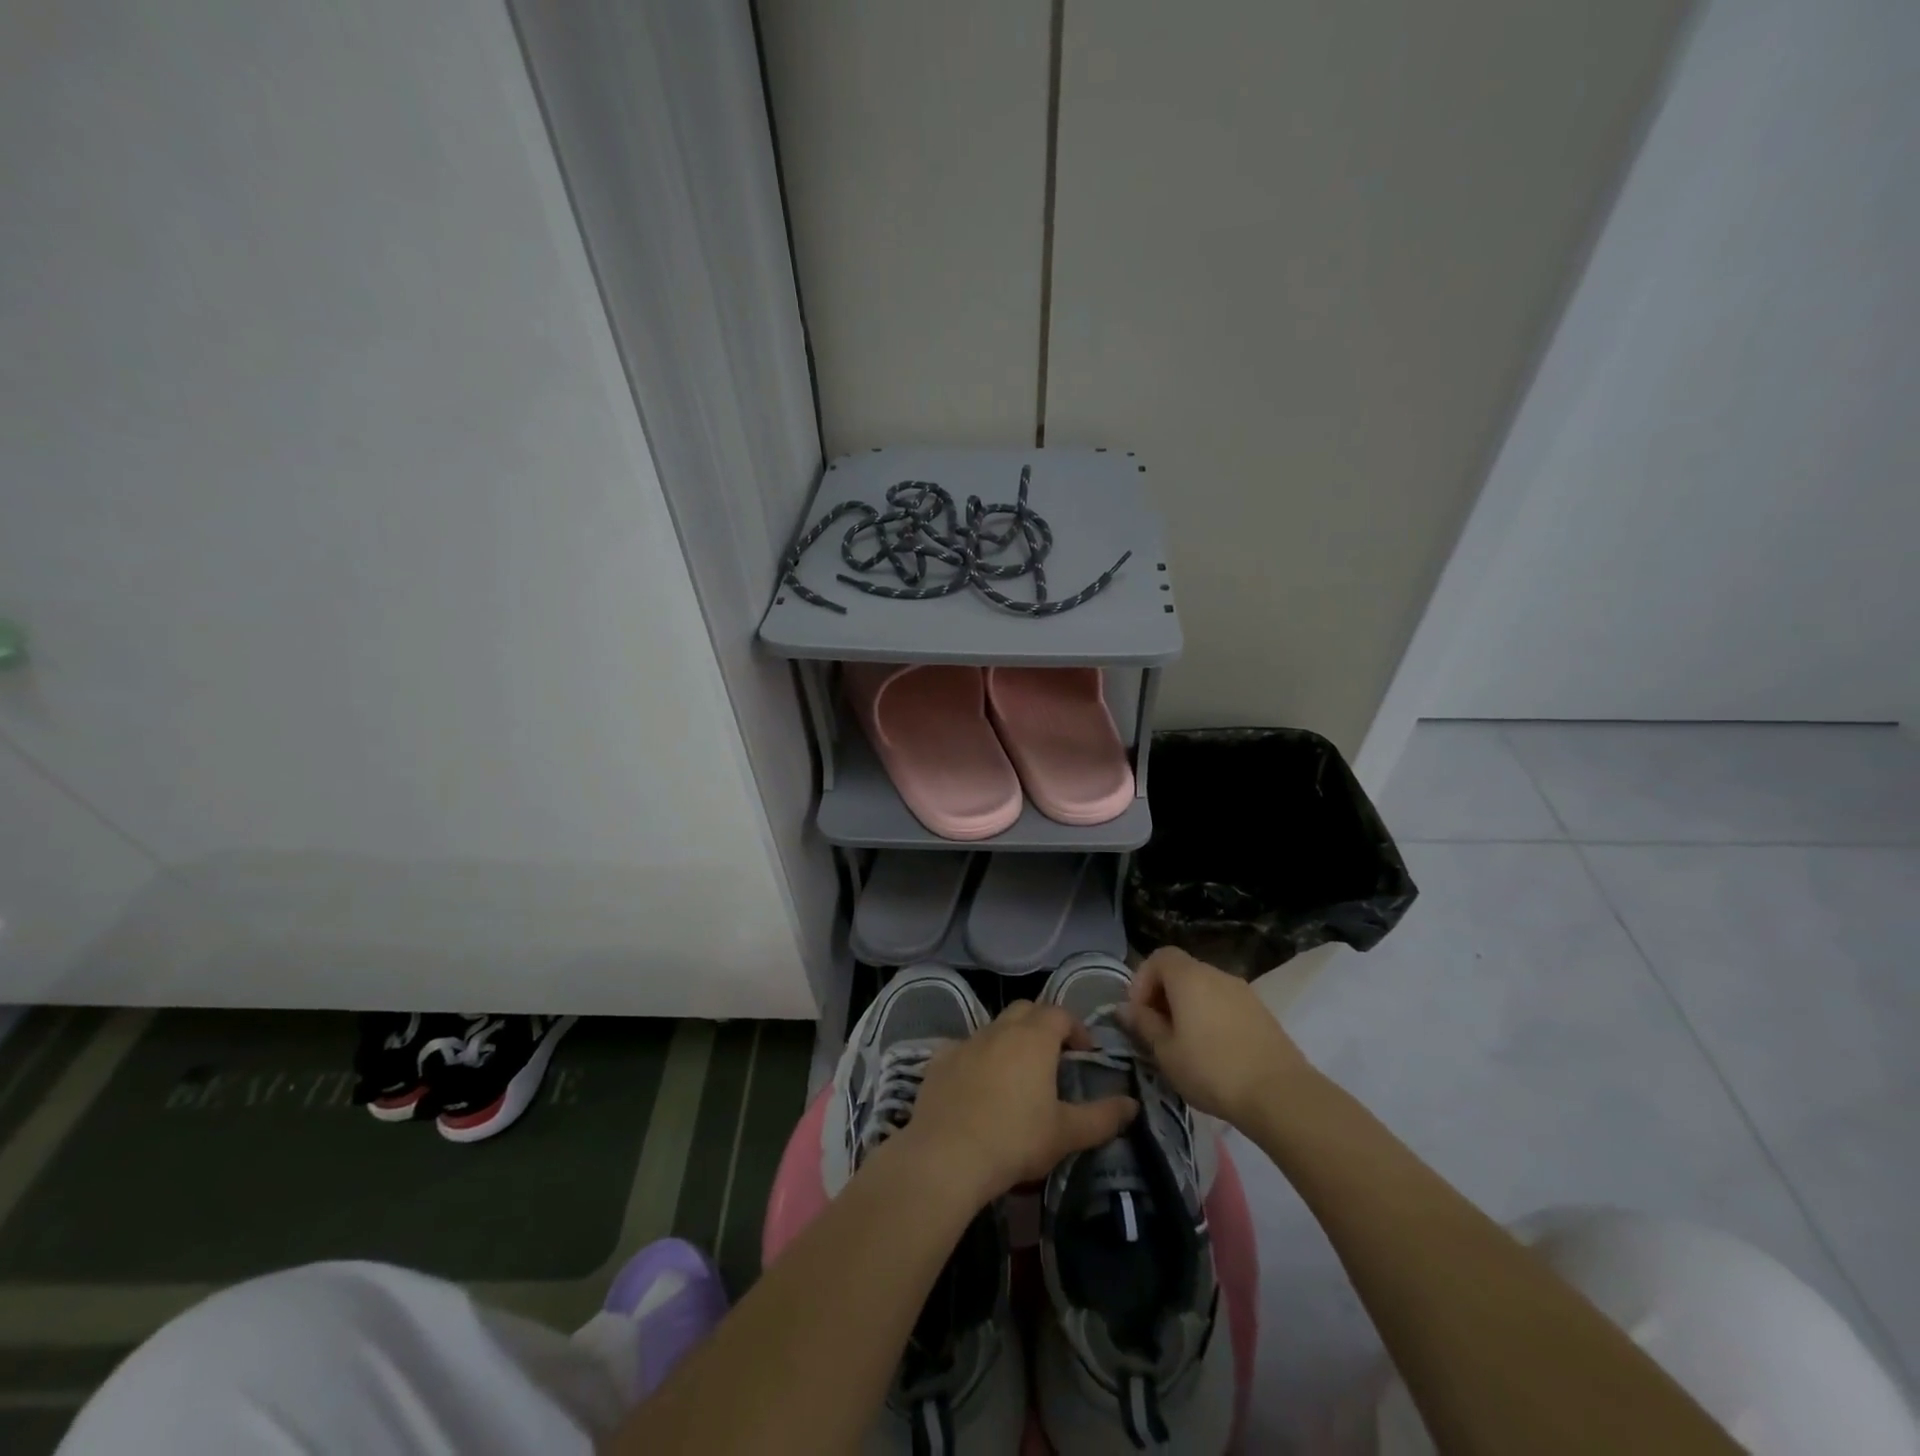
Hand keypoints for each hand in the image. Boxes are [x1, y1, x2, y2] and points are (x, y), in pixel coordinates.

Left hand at [895, 1001, 1137, 1206]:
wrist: (946, 1155)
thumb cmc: (1015, 1139)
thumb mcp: (1066, 1133)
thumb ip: (1103, 1117)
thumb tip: (1132, 1104)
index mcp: (1034, 1038)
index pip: (1060, 1013)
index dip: (1076, 1028)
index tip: (1085, 1052)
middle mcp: (999, 1029)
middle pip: (1026, 1009)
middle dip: (1043, 1024)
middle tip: (1053, 1056)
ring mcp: (966, 1041)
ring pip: (994, 1027)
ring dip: (1010, 1040)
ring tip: (1018, 1074)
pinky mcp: (940, 1059)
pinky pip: (964, 1047)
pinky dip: (977, 1057)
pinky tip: (978, 1084)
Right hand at [1120, 947, 1315, 1124]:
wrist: (1279, 1095)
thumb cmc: (1211, 1070)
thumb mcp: (1166, 1052)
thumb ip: (1144, 1024)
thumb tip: (1125, 1008)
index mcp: (1189, 977)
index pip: (1159, 957)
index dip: (1142, 979)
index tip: (1139, 1013)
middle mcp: (1216, 974)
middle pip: (1182, 971)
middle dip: (1164, 995)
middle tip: (1157, 1031)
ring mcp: (1243, 992)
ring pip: (1205, 989)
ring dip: (1188, 1007)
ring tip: (1184, 1044)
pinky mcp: (1262, 1012)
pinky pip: (1225, 1004)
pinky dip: (1211, 1016)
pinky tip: (1213, 1051)